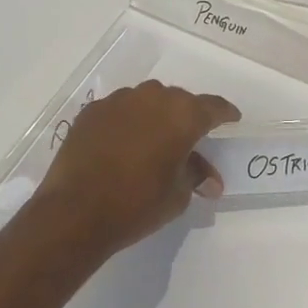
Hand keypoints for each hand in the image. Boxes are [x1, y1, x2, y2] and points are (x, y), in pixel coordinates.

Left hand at [32, 80, 238, 259]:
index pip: (213, 107)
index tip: (231, 119)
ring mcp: (119, 100)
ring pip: (147, 101)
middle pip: (179, 101)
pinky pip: (119, 110)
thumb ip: (195, 176)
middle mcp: (153, 97)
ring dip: (154, 116)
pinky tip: (121, 144)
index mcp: (182, 115)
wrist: (76, 211)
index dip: (224, 113)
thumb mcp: (178, 195)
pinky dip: (126, 122)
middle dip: (186, 117)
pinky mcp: (93, 110)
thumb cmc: (137, 203)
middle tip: (188, 140)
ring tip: (152, 141)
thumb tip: (210, 179)